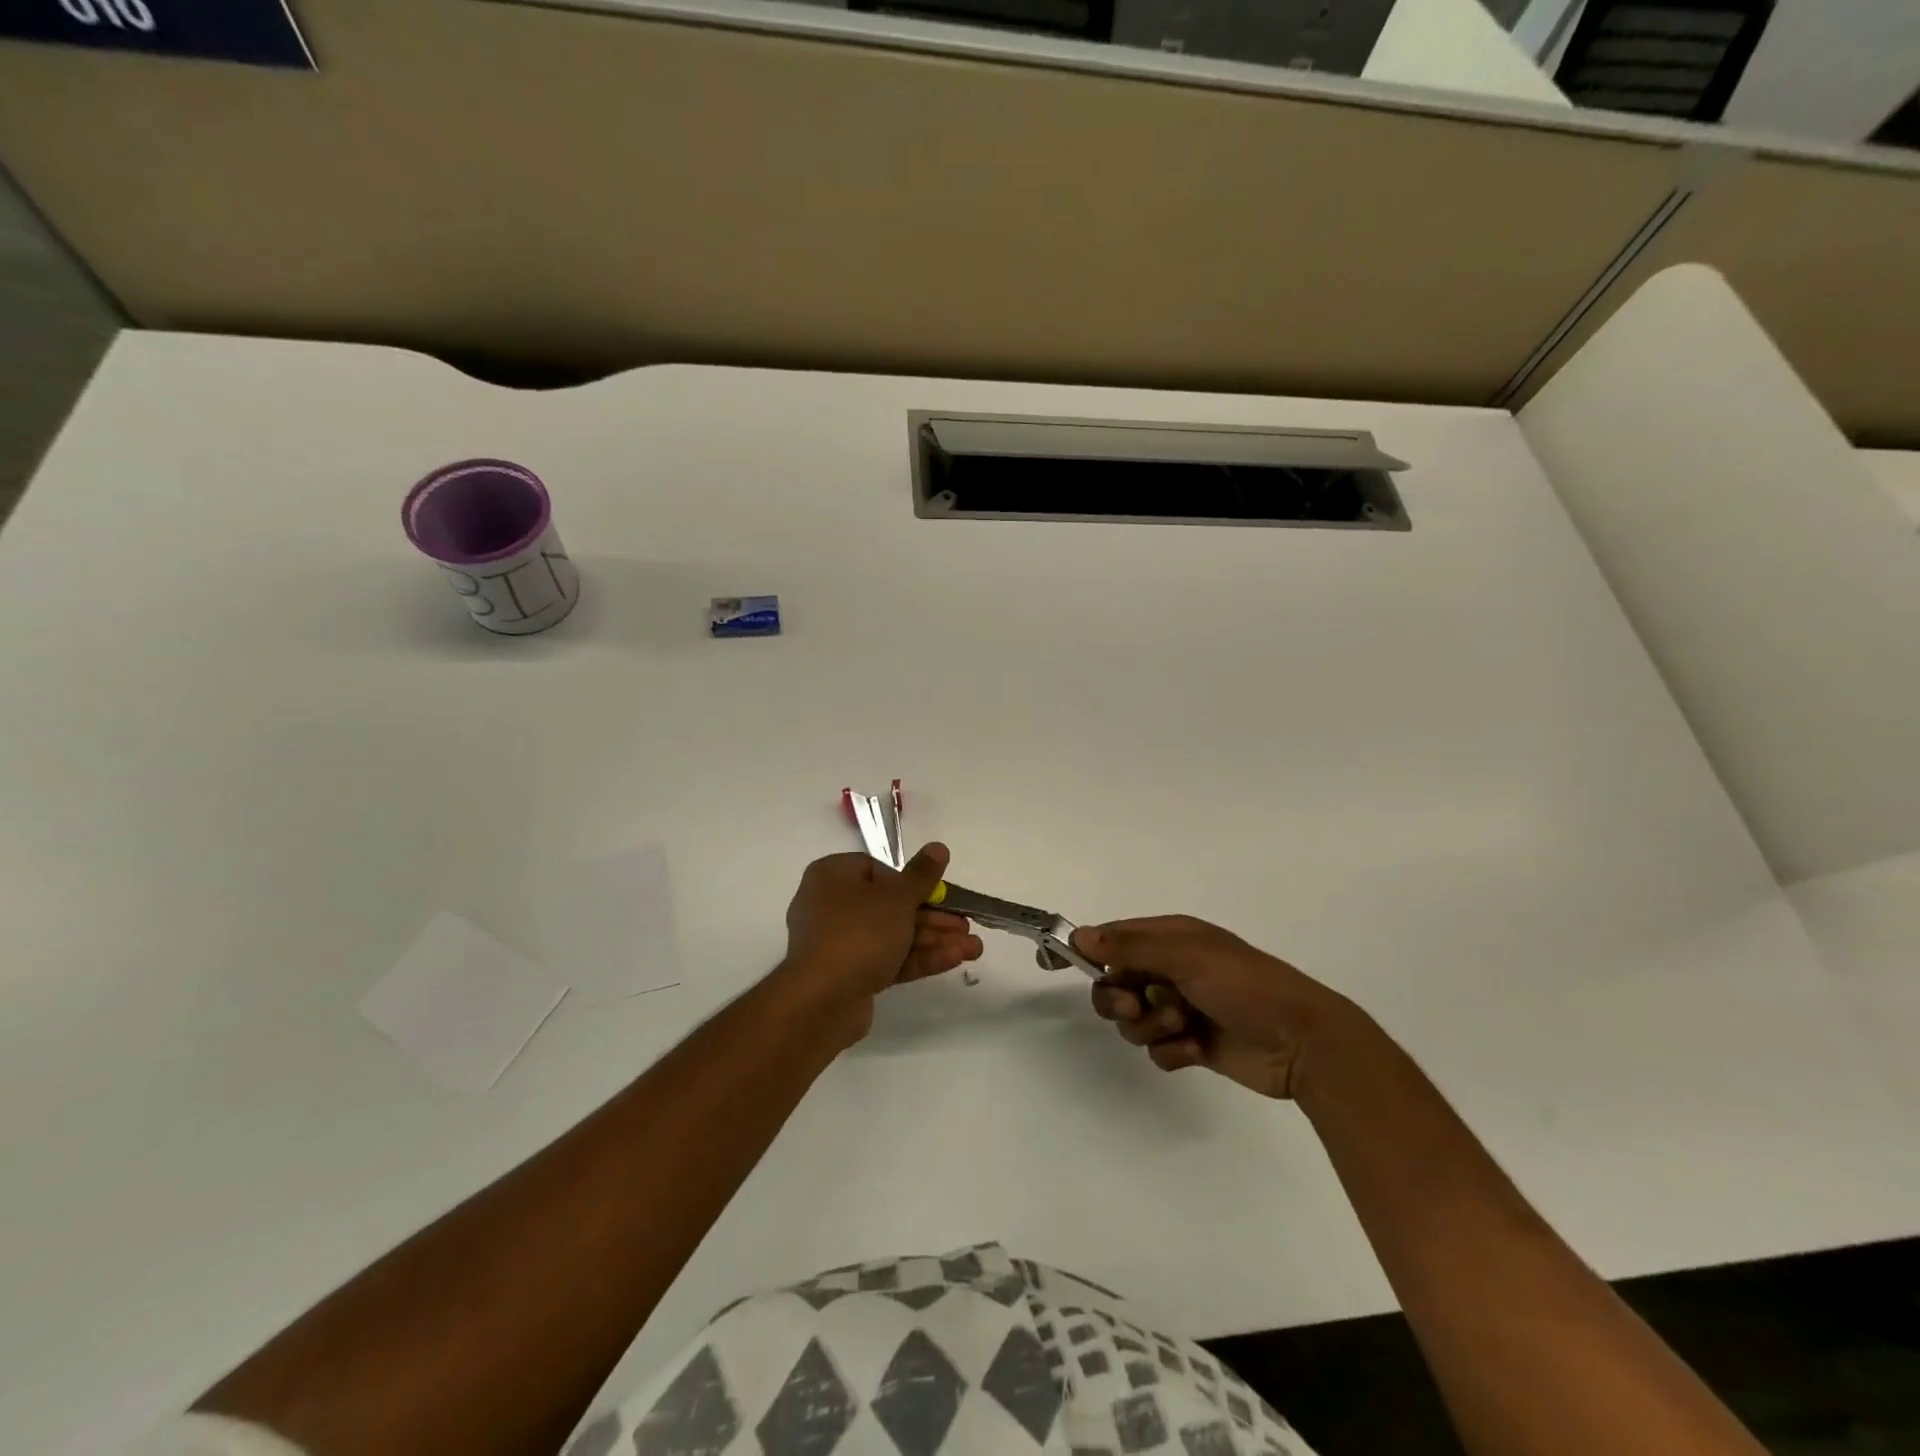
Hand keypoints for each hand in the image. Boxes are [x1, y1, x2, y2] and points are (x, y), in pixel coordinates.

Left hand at [782, 844, 983, 1040]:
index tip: (933, 894)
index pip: (876, 870)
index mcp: (832, 876)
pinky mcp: (849, 975)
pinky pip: (887, 959)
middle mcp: (831, 905)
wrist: (821, 1000)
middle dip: (934, 917)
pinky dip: (918, 958)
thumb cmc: (858, 932)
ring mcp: (839, 943)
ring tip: (974, 949)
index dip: (909, 882)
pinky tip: (956, 960)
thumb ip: (922, 874)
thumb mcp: (897, 897)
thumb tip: (938, 847)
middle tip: (966, 925)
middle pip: (891, 906)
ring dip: (934, 940)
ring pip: (894, 935)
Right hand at [1073, 916, 1346, 1098]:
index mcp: (1170, 939)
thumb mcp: (1187, 956)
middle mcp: (1171, 970)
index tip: (1057, 963)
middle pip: (1115, 984)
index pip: (1114, 939)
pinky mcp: (1192, 1044)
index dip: (1087, 950)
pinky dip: (1171, 1051)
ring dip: (1150, 1026)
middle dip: (1119, 998)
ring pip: (1133, 1020)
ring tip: (1181, 1027)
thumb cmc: (1244, 986)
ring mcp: (1181, 1008)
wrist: (1302, 1042)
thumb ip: (1130, 948)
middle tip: (1136, 1006)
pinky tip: (1195, 1049)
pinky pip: (1157, 1050)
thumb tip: (1080, 936)